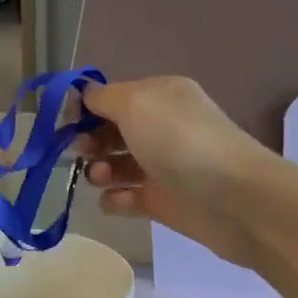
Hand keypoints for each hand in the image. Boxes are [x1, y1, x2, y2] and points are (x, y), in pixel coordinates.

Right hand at [77, 77, 279, 269]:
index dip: (86, 108)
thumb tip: (84, 95)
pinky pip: (129, 199)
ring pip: (118, 166)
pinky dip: (117, 200)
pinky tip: (116, 201)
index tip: (62, 122)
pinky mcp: (165, 202)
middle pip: (113, 132)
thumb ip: (103, 97)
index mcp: (161, 96)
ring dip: (100, 171)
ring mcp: (165, 167)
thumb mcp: (136, 104)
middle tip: (80, 151)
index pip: (114, 97)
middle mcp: (164, 128)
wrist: (234, 199)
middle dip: (90, 140)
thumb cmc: (180, 142)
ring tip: (99, 178)